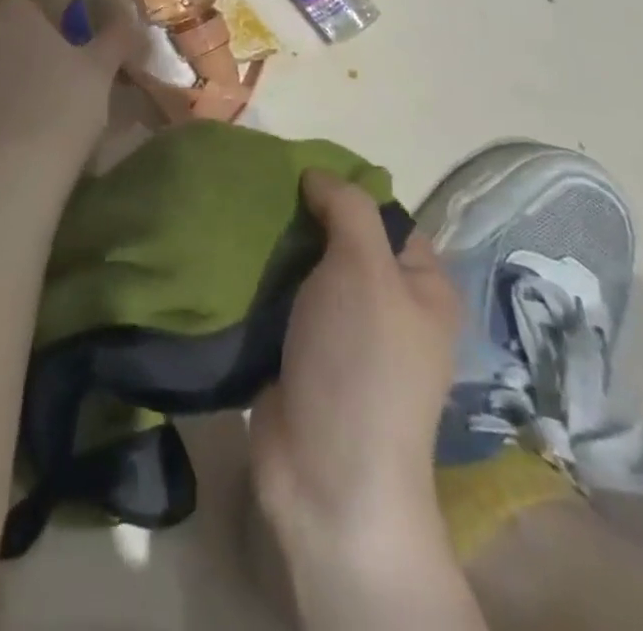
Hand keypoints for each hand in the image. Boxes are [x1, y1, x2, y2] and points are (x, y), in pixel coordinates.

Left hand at [0, 0, 133, 177]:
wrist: (15, 169)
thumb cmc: (64, 106)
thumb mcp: (101, 70)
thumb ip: (115, 38)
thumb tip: (131, 20)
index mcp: (14, 14)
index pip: (31, 7)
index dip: (50, 29)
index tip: (68, 54)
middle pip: (5, 35)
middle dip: (24, 52)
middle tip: (54, 83)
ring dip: (3, 80)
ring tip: (30, 113)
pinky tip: (7, 134)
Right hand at [250, 170, 459, 563]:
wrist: (326, 475)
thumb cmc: (361, 363)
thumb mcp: (366, 271)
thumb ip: (348, 210)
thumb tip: (317, 174)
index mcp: (420, 286)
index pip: (384, 215)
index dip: (343, 187)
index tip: (292, 167)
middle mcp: (385, 305)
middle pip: (338, 237)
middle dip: (298, 212)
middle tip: (253, 186)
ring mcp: (340, 331)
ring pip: (302, 266)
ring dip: (270, 243)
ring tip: (229, 211)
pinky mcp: (298, 350)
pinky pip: (276, 296)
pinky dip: (254, 276)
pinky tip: (222, 251)